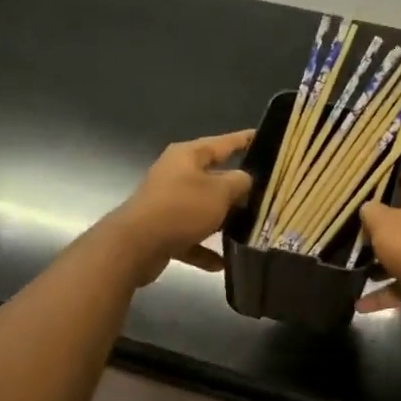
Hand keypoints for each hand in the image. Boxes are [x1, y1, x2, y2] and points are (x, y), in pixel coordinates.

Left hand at [108, 130, 253, 283]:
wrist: (134, 245)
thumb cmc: (181, 208)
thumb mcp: (220, 192)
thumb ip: (239, 182)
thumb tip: (245, 180)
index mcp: (188, 156)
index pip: (223, 143)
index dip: (244, 139)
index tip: (263, 136)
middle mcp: (176, 174)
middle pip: (213, 177)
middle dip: (237, 188)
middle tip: (266, 194)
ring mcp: (167, 203)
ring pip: (202, 209)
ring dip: (222, 221)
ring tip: (248, 229)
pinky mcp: (162, 230)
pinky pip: (190, 237)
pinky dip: (204, 249)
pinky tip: (222, 264)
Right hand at [357, 172, 400, 312]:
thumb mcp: (382, 223)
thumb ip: (370, 212)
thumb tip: (369, 209)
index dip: (386, 184)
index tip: (366, 194)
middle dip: (383, 228)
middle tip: (359, 236)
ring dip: (384, 262)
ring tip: (357, 270)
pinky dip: (389, 289)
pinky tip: (362, 304)